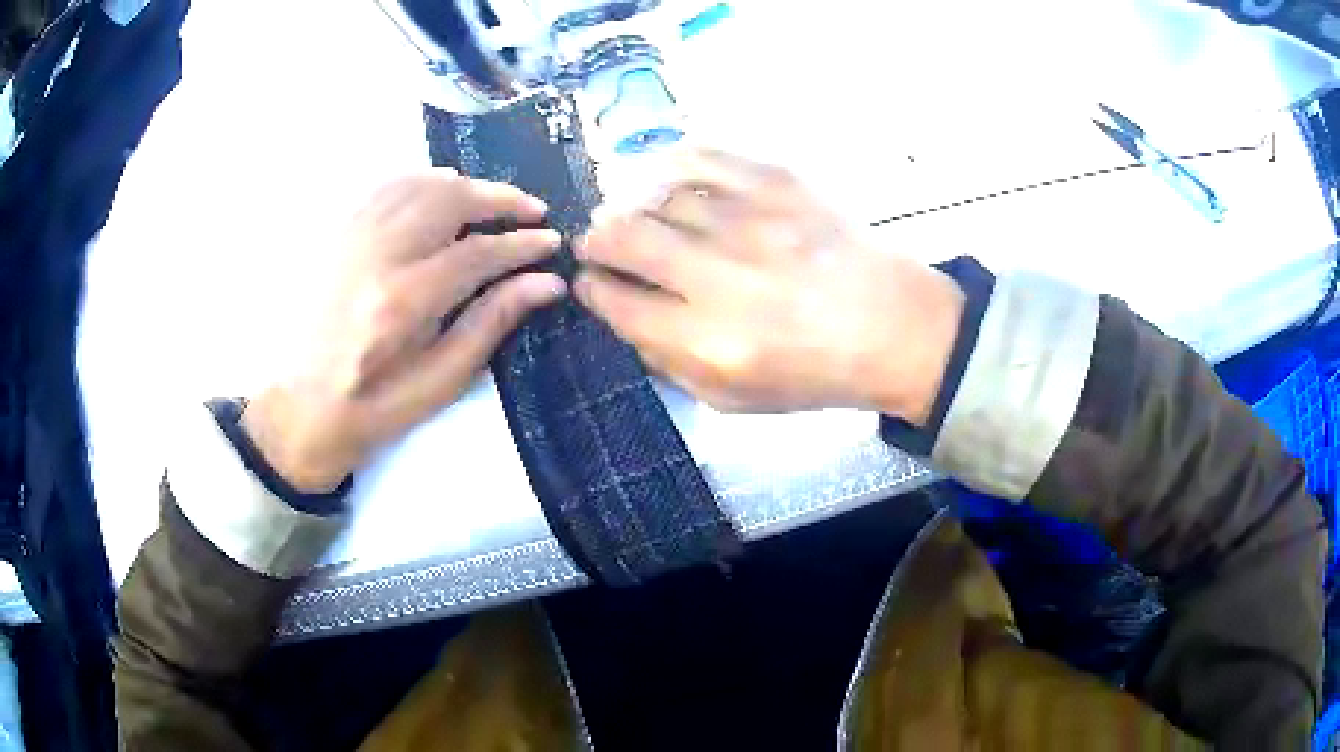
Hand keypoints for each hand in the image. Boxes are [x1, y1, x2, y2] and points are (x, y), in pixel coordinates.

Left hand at [242, 170, 564, 491]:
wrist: (303, 408)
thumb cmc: (375, 407)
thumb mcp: (440, 381)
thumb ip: (491, 323)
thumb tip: (545, 284)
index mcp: (403, 303)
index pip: (477, 253)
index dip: (521, 244)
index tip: (551, 243)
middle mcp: (376, 257)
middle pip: (448, 201)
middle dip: (500, 199)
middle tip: (532, 210)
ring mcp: (351, 239)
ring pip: (418, 185)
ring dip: (464, 185)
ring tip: (493, 200)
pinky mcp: (337, 236)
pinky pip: (384, 188)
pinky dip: (422, 182)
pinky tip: (441, 191)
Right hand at [575, 148, 962, 420]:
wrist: (893, 325)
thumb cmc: (814, 372)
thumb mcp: (735, 400)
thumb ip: (670, 364)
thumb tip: (628, 317)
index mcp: (709, 340)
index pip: (619, 303)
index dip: (592, 289)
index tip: (589, 282)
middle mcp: (722, 275)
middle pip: (625, 238)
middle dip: (595, 240)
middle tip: (596, 242)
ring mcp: (751, 220)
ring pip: (657, 196)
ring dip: (632, 207)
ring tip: (635, 215)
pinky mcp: (778, 182)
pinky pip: (702, 157)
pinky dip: (670, 165)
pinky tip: (666, 180)